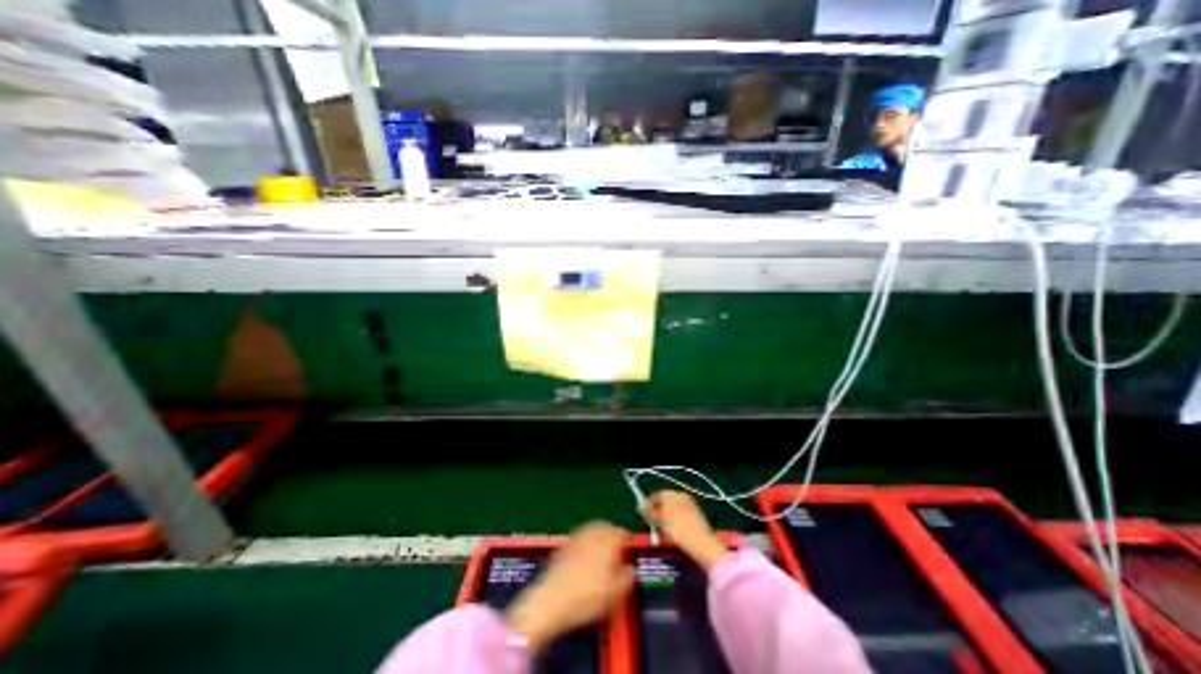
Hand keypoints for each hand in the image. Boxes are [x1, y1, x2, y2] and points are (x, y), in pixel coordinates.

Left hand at [505, 522, 636, 653]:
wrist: (550, 601)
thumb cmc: (587, 596)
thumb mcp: (615, 592)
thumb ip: (627, 577)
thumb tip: (631, 569)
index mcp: (607, 540)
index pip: (620, 531)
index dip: (626, 538)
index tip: (629, 546)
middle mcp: (591, 533)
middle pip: (604, 526)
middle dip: (611, 532)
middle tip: (616, 543)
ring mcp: (575, 539)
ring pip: (590, 529)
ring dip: (597, 534)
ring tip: (601, 547)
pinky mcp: (562, 547)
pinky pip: (579, 538)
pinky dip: (585, 541)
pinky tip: (585, 555)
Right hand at [644, 494, 727, 571]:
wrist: (700, 541)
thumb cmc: (675, 528)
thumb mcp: (658, 521)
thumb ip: (649, 513)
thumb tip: (641, 508)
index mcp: (668, 493)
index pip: (654, 496)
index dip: (648, 505)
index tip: (644, 516)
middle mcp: (679, 493)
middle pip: (665, 501)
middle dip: (658, 511)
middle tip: (653, 523)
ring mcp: (689, 502)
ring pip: (674, 507)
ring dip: (668, 516)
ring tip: (664, 529)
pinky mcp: (697, 511)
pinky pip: (682, 513)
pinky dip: (677, 519)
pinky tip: (676, 530)